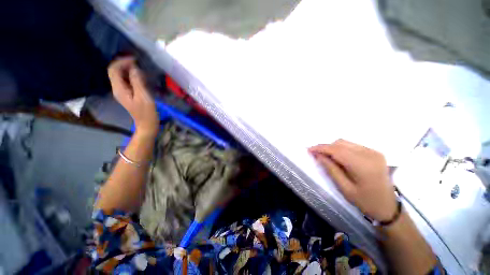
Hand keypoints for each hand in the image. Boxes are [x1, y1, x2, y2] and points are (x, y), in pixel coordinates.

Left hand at [108, 57, 158, 135]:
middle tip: (138, 62)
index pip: (113, 69)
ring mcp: (122, 92)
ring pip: (121, 76)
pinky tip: (141, 77)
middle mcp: (117, 89)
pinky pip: (127, 81)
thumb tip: (134, 68)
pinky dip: (132, 76)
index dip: (122, 62)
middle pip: (115, 71)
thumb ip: (137, 81)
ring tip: (140, 68)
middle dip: (124, 64)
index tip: (135, 60)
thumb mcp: (143, 96)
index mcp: (119, 89)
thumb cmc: (147, 112)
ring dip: (128, 69)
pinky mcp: (128, 94)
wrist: (147, 124)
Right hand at [309, 139, 396, 220]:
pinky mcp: (375, 152)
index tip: (309, 150)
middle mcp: (370, 154)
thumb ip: (330, 169)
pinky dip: (341, 149)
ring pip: (346, 143)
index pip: (337, 150)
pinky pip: (352, 145)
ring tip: (326, 157)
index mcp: (363, 165)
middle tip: (316, 154)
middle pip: (341, 143)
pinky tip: (338, 158)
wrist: (389, 207)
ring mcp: (374, 152)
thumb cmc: (365, 201)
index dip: (321, 148)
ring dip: (333, 148)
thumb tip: (318, 155)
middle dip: (326, 147)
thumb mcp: (344, 188)